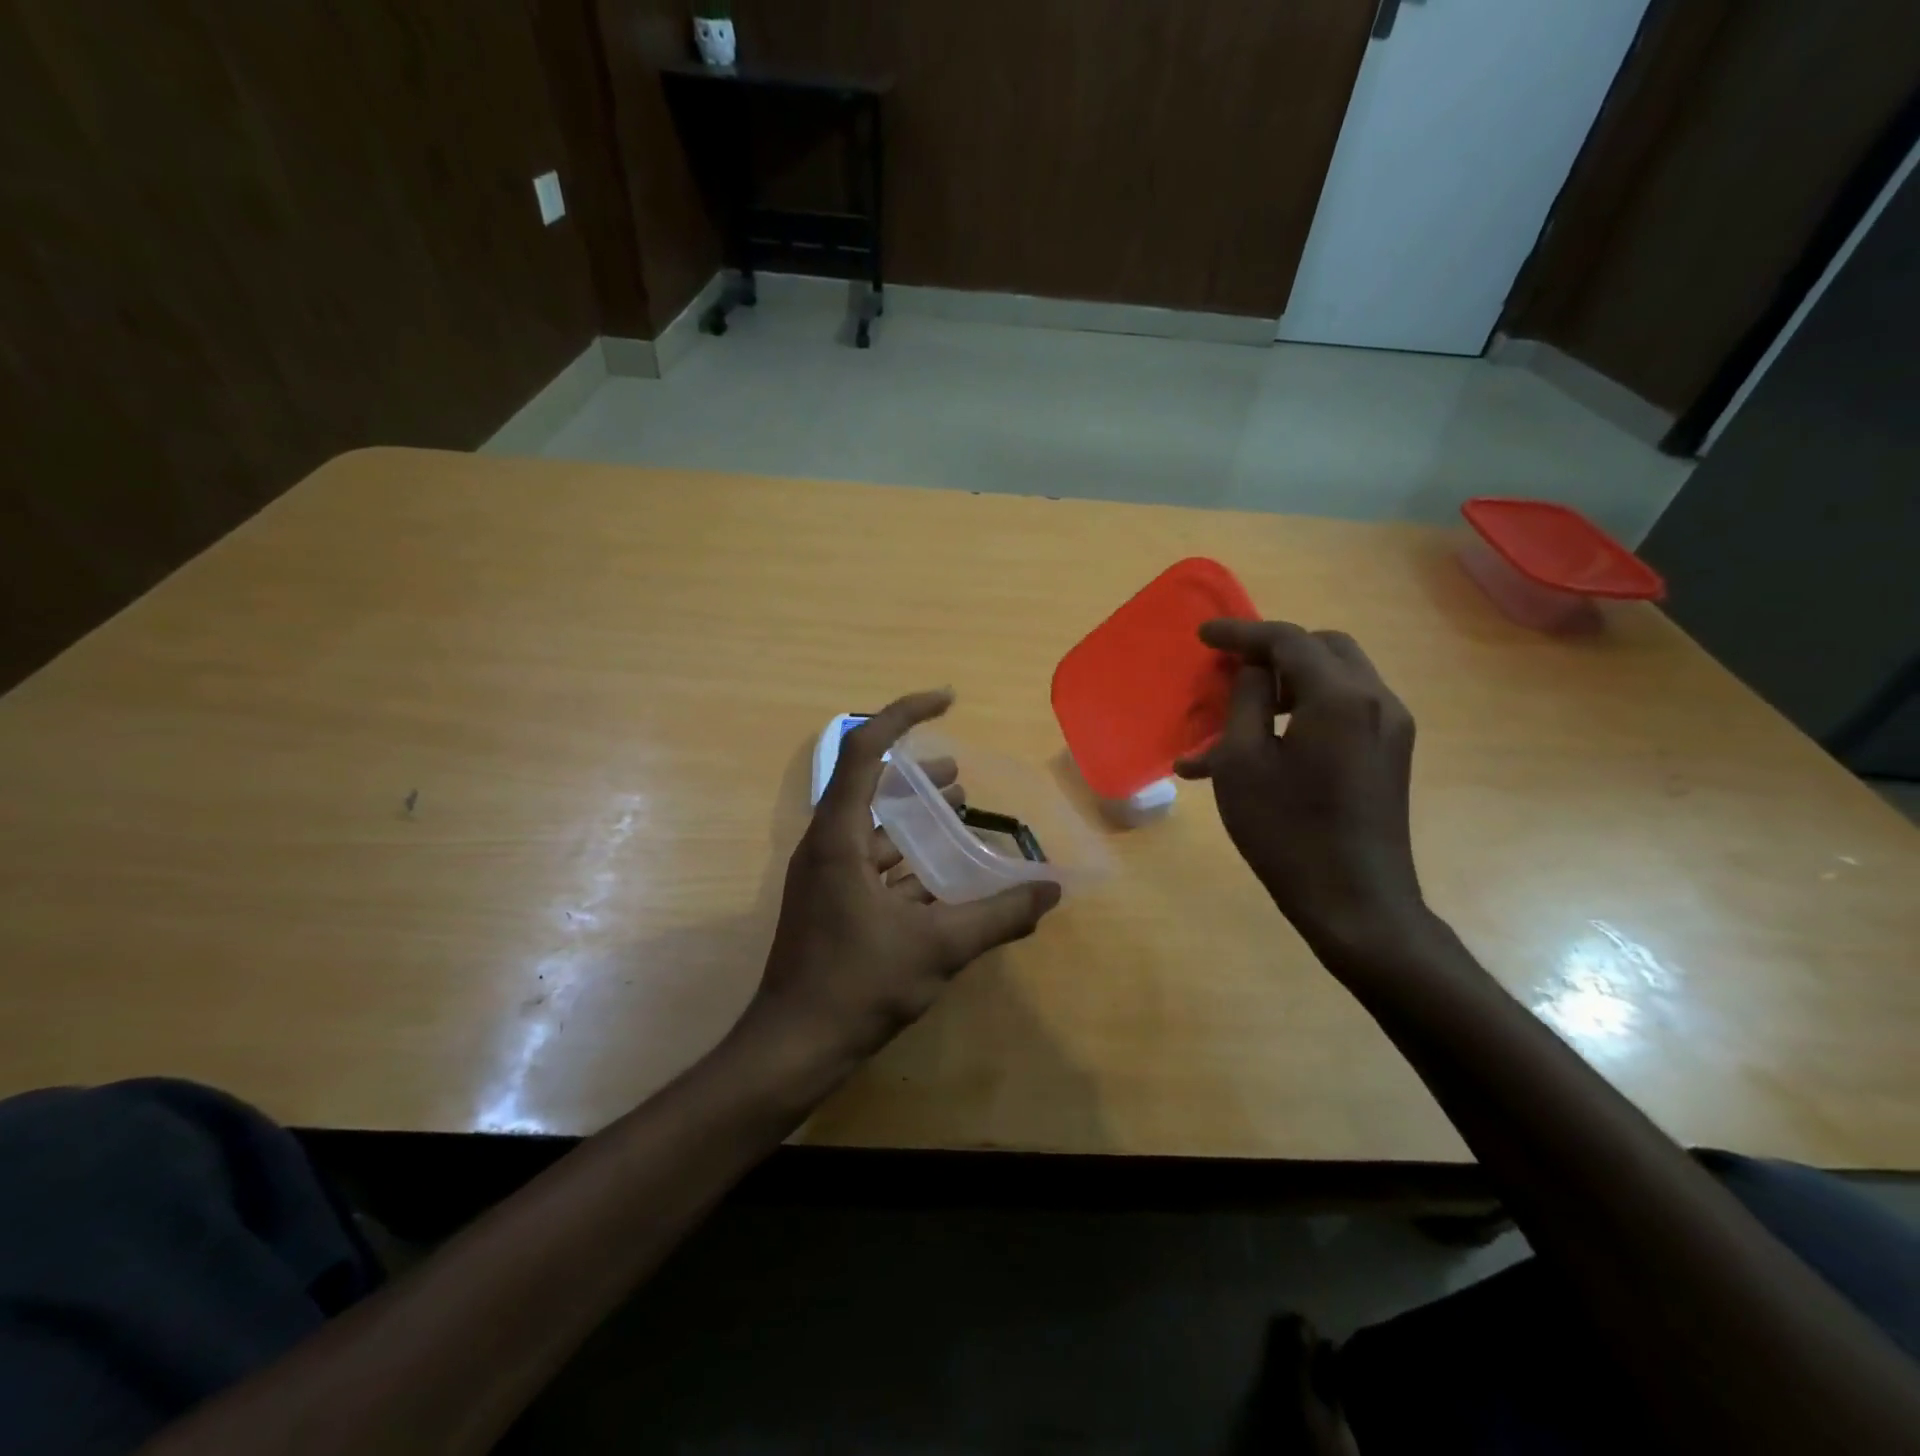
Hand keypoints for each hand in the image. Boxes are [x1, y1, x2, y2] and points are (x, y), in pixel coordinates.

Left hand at [743, 691, 1061, 1068]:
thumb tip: (1051, 892)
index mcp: (839, 836)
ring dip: (914, 818)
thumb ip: (998, 916)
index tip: (947, 700)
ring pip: (873, 829)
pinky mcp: (831, 906)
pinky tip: (943, 877)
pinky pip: (872, 865)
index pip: (865, 748)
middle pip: (869, 784)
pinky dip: (908, 860)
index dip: (904, 714)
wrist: (793, 1048)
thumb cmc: (857, 986)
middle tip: (960, 774)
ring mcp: (825, 878)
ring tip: (959, 813)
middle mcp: (826, 846)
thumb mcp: (938, 948)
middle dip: (916, 772)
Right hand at [1175, 622, 1422, 952]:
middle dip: (1274, 651)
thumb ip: (1245, 700)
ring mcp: (1391, 728)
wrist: (1355, 903)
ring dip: (1288, 682)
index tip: (1203, 635)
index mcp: (1339, 697)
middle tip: (1232, 672)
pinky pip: (1346, 709)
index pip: (1288, 640)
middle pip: (1323, 648)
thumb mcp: (1242, 762)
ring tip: (1241, 718)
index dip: (1242, 632)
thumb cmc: (1286, 832)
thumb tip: (1253, 668)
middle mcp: (1376, 700)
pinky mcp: (1391, 754)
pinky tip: (1270, 746)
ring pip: (1337, 677)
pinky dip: (1307, 708)